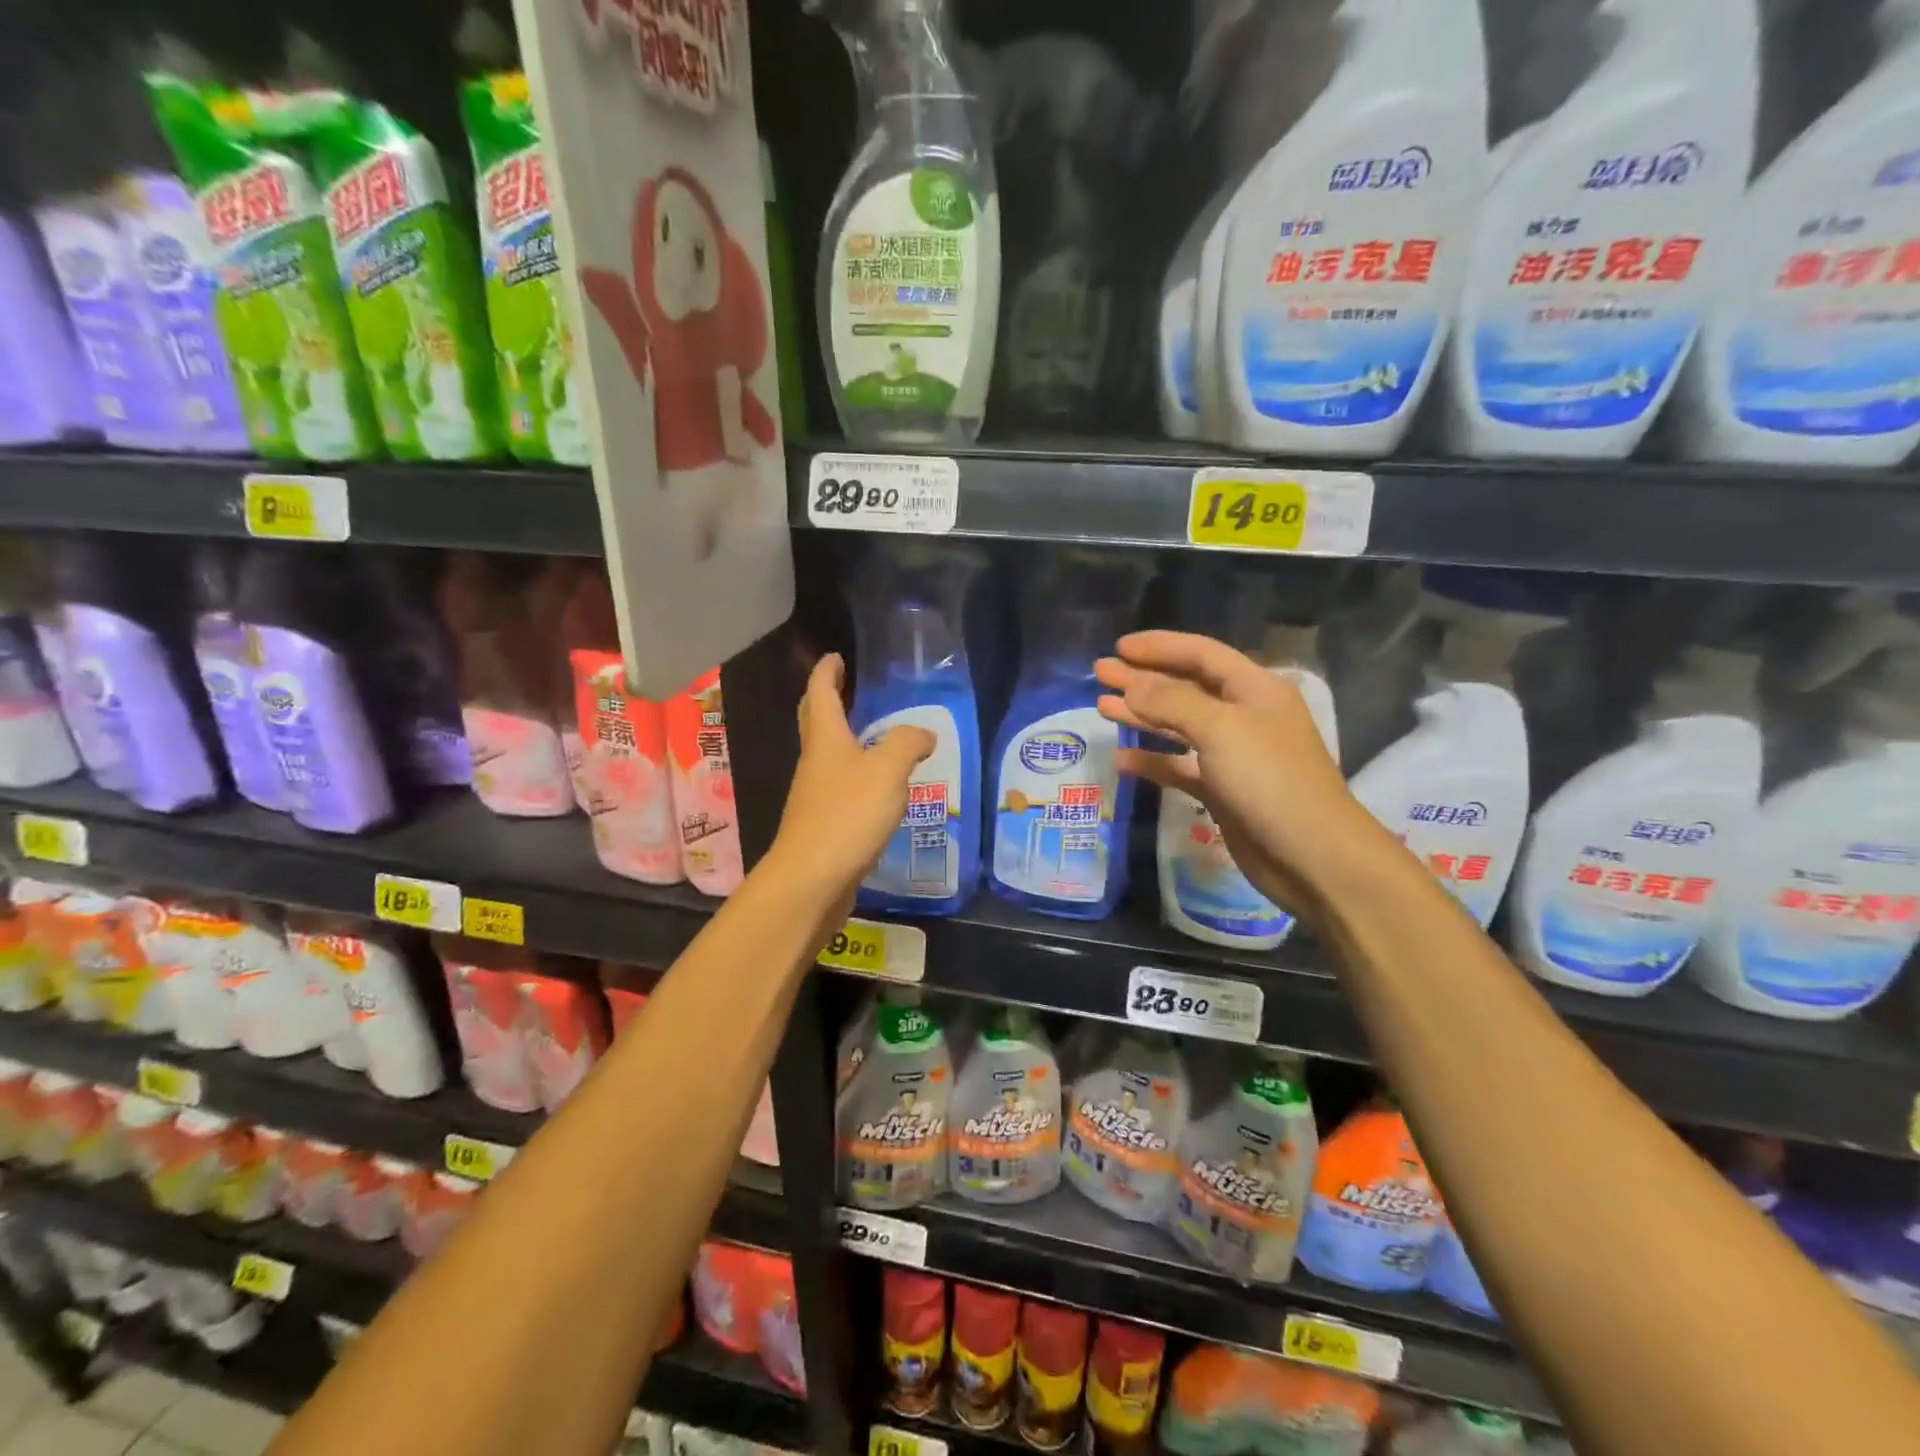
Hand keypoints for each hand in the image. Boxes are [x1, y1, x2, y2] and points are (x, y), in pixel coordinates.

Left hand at [767, 653, 934, 926]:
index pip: (821, 693)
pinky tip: (878, 789)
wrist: (812, 879)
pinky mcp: (823, 825)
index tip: (835, 657)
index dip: (827, 672)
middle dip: (828, 700)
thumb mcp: (887, 771)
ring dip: (845, 740)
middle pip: (816, 722)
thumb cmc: (847, 815)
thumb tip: (922, 735)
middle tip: (847, 687)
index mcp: (825, 739)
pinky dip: (856, 776)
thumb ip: (907, 744)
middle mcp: (815, 762)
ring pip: (828, 756)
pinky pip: (840, 788)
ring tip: (875, 737)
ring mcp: (815, 795)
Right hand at [1096, 631, 1368, 914]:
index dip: (1160, 646)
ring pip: (1179, 726)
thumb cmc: (1270, 780)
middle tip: (1101, 672)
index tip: (1119, 647)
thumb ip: (1172, 701)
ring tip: (1102, 707)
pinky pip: (1179, 767)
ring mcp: (1232, 756)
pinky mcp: (1222, 791)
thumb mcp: (1221, 729)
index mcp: (1254, 689)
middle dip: (1143, 678)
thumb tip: (1131, 685)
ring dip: (1142, 715)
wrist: (1312, 856)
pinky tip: (1122, 759)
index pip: (1202, 654)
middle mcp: (1243, 716)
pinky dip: (1152, 761)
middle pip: (1185, 687)